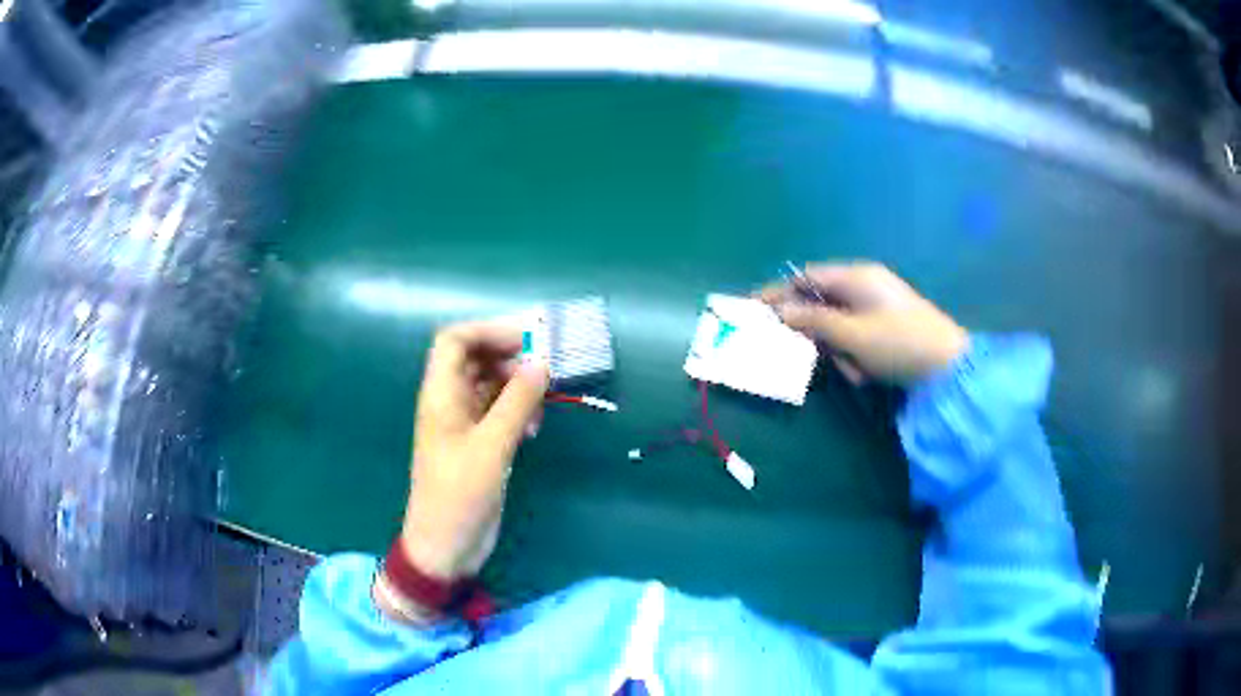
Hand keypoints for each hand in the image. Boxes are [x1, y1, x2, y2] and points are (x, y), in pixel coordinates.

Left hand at [398, 321, 549, 583]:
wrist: (446, 545)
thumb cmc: (460, 494)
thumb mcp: (491, 446)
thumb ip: (517, 402)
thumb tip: (542, 362)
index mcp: (441, 395)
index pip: (455, 340)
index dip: (488, 331)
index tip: (528, 339)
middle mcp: (450, 402)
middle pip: (476, 358)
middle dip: (511, 356)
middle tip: (548, 364)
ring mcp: (464, 423)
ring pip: (491, 385)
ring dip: (519, 385)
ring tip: (546, 399)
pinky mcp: (479, 444)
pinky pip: (499, 411)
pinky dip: (519, 410)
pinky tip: (535, 427)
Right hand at [759, 262, 968, 383]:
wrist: (948, 367)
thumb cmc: (900, 343)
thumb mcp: (853, 334)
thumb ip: (814, 321)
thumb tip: (779, 311)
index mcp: (857, 277)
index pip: (807, 277)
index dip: (780, 292)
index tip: (755, 308)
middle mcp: (865, 286)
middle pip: (821, 302)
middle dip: (816, 332)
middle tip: (808, 354)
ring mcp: (877, 306)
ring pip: (838, 326)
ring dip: (840, 350)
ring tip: (857, 371)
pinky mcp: (886, 327)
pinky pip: (857, 338)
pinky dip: (856, 356)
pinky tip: (867, 373)